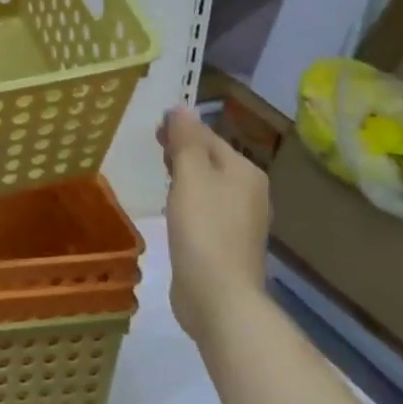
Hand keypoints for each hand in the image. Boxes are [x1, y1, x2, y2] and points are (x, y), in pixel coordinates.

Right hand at [159, 107, 270, 349]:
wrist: (219, 296)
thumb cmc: (204, 228)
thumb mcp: (190, 176)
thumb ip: (185, 140)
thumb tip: (181, 108)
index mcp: (245, 171)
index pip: (209, 137)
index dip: (181, 129)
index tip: (152, 127)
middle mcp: (250, 192)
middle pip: (212, 160)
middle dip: (183, 151)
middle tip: (152, 147)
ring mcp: (241, 221)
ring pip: (209, 185)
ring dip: (185, 176)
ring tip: (160, 173)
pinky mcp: (227, 244)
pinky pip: (206, 210)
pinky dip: (189, 201)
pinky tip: (172, 209)